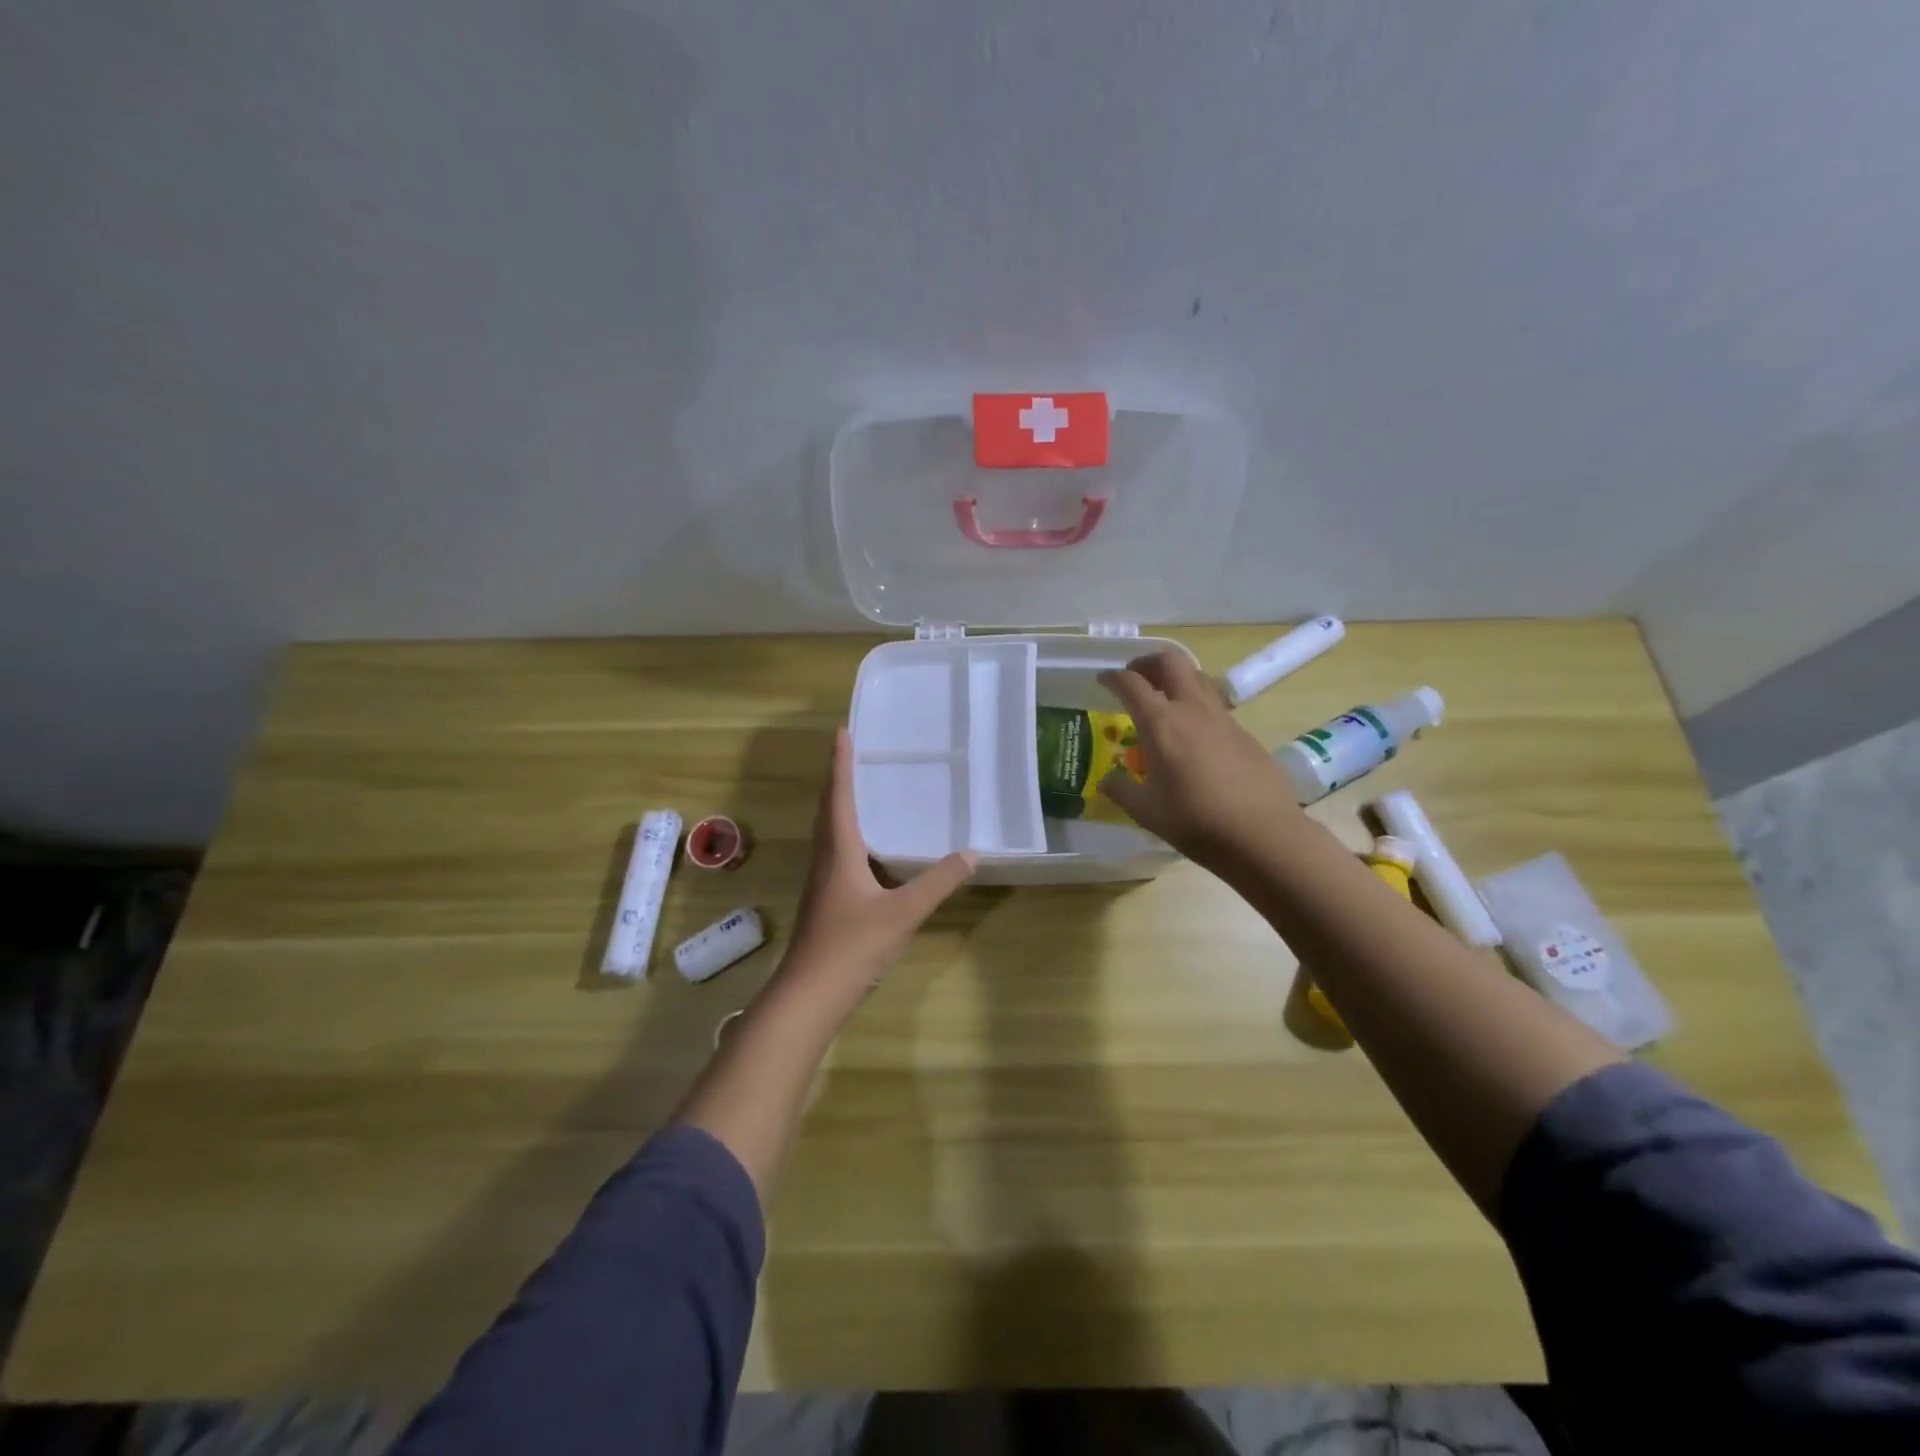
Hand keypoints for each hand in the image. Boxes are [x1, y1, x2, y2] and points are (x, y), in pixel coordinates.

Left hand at [778, 728, 976, 1011]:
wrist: (809, 996)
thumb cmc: (851, 946)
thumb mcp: (902, 912)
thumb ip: (937, 882)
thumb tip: (971, 853)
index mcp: (839, 851)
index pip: (839, 796)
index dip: (840, 763)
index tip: (841, 732)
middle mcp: (826, 859)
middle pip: (829, 810)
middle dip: (839, 779)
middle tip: (852, 752)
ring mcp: (822, 883)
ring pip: (831, 833)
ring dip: (842, 807)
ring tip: (861, 790)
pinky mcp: (826, 902)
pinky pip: (837, 854)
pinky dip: (850, 837)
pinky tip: (870, 851)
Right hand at [1097, 650, 1304, 872]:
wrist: (1262, 834)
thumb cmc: (1195, 822)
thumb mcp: (1147, 812)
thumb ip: (1122, 791)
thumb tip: (1106, 782)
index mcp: (1161, 724)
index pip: (1131, 683)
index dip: (1113, 677)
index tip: (1103, 680)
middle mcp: (1191, 710)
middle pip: (1171, 661)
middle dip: (1148, 662)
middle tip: (1135, 678)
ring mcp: (1222, 718)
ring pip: (1197, 677)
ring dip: (1176, 678)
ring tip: (1163, 700)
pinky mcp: (1243, 732)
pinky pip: (1214, 704)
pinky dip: (1196, 704)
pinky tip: (1193, 734)